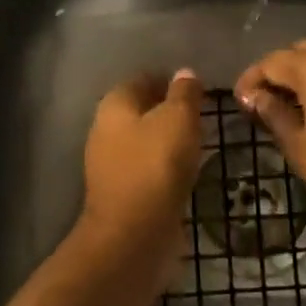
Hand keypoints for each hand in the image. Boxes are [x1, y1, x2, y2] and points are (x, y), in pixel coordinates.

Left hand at [79, 69, 204, 252]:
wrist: (134, 232)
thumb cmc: (156, 164)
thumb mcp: (178, 119)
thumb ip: (183, 94)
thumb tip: (184, 73)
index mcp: (114, 105)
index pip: (141, 79)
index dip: (167, 80)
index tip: (195, 88)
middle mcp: (105, 130)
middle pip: (139, 110)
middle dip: (166, 110)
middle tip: (200, 114)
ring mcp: (110, 164)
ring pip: (142, 141)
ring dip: (165, 140)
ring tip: (198, 141)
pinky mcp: (121, 193)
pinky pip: (146, 168)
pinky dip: (163, 166)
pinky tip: (184, 170)